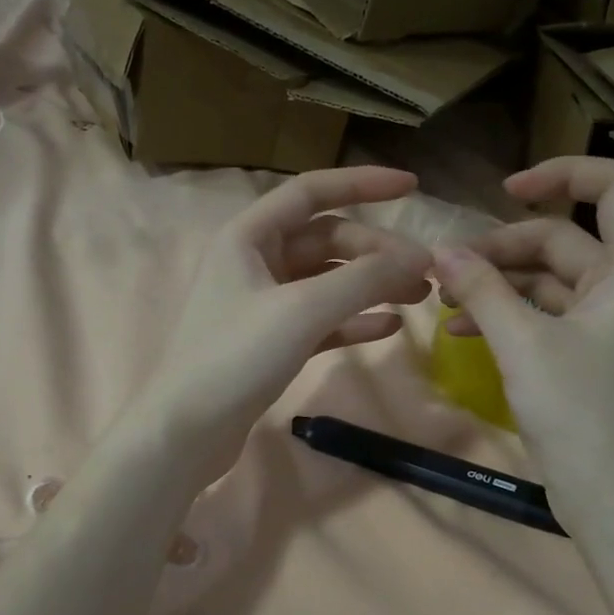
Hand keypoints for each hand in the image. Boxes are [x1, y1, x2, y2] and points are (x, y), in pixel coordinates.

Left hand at [131, 166, 431, 482]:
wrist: (188, 431)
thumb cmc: (237, 357)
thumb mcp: (304, 310)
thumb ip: (364, 279)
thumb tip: (420, 257)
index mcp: (249, 237)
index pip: (312, 192)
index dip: (363, 183)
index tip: (413, 187)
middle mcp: (255, 263)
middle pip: (327, 241)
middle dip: (376, 252)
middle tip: (425, 274)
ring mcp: (263, 306)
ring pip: (327, 282)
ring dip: (371, 286)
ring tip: (419, 297)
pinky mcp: (272, 344)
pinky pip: (322, 321)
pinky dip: (354, 321)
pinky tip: (389, 327)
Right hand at [431, 157, 613, 520]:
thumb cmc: (581, 414)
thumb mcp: (525, 345)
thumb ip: (484, 291)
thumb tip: (442, 250)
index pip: (613, 188)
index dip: (562, 174)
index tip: (505, 190)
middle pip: (562, 240)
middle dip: (503, 248)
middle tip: (447, 268)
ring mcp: (604, 326)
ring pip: (547, 282)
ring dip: (498, 284)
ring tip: (446, 299)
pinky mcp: (584, 357)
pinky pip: (542, 319)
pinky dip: (506, 317)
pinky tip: (461, 332)